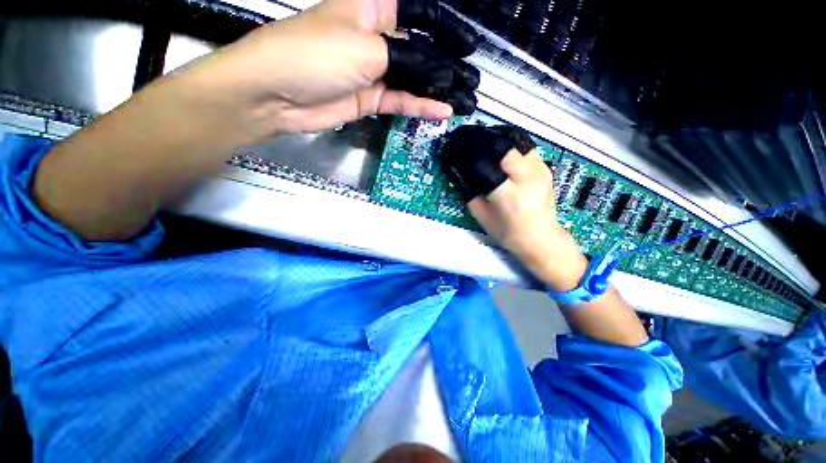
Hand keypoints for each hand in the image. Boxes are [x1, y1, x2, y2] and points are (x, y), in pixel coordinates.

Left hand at [177, 0, 461, 137]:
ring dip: (438, 92)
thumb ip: (405, 59)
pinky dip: (421, 106)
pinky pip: (402, 100)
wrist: (279, 95)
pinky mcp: (371, 98)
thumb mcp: (367, 47)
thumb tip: (435, 71)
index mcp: (373, 9)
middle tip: (470, 83)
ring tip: (463, 102)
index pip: (419, 14)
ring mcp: (374, 71)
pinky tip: (440, 111)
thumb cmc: (315, 55)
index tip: (468, 46)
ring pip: (413, 80)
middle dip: (446, 68)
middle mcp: (377, 38)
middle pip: (420, 52)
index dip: (446, 28)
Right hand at [467, 149, 587, 290]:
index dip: (469, 155)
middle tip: (471, 144)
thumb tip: (461, 174)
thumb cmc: (509, 233)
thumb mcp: (483, 218)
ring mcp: (540, 170)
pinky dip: (511, 147)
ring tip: (486, 146)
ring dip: (499, 141)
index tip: (458, 152)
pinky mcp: (546, 168)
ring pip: (517, 142)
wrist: (541, 238)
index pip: (485, 164)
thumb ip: (470, 195)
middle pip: (504, 146)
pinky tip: (502, 154)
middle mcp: (527, 178)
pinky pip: (526, 148)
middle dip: (485, 142)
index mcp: (509, 195)